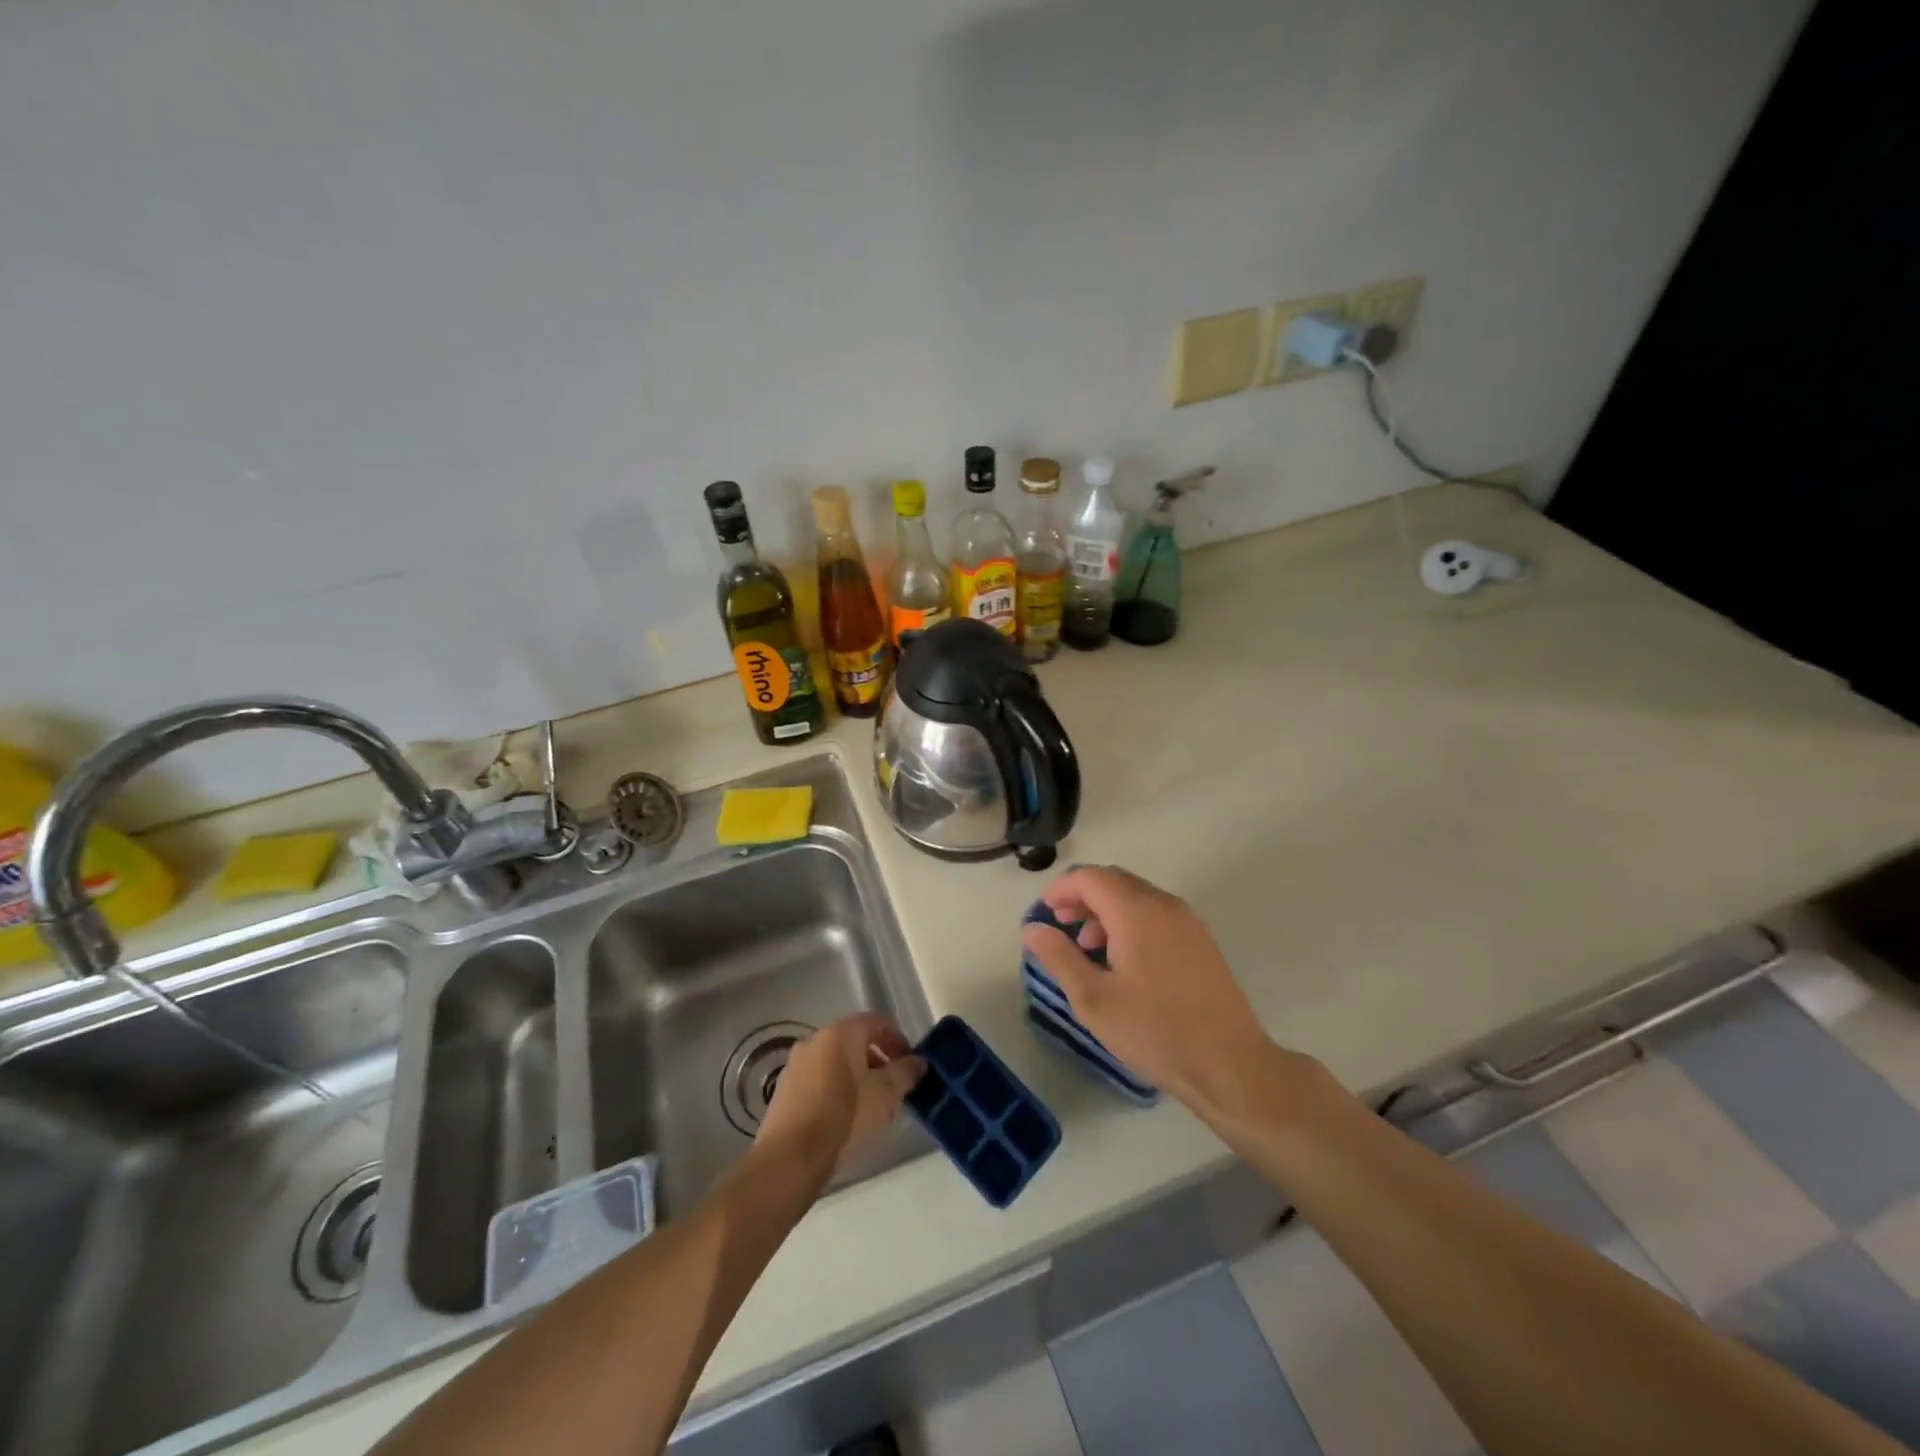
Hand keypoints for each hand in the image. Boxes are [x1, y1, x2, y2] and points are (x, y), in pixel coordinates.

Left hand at [755, 1012, 925, 1184]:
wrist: (790, 1157)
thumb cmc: (844, 1116)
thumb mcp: (885, 1094)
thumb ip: (905, 1072)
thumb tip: (918, 1062)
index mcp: (840, 1033)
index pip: (877, 1022)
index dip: (898, 1039)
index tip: (910, 1064)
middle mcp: (815, 1039)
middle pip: (855, 1041)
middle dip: (878, 1061)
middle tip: (894, 1088)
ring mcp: (796, 1064)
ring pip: (836, 1062)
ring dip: (858, 1076)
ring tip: (872, 1107)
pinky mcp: (784, 1090)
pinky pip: (819, 1080)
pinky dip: (836, 1089)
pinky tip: (845, 1117)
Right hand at [1021, 865, 1275, 1114]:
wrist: (1230, 1064)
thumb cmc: (1155, 1031)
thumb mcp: (1094, 999)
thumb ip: (1059, 957)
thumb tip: (1032, 929)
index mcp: (1136, 911)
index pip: (1089, 877)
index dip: (1061, 889)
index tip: (1043, 914)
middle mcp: (1164, 904)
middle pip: (1113, 880)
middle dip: (1082, 897)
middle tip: (1060, 926)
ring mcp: (1187, 920)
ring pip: (1136, 896)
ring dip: (1105, 910)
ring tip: (1088, 948)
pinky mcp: (1200, 940)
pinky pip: (1156, 913)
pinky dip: (1130, 921)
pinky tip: (1123, 960)